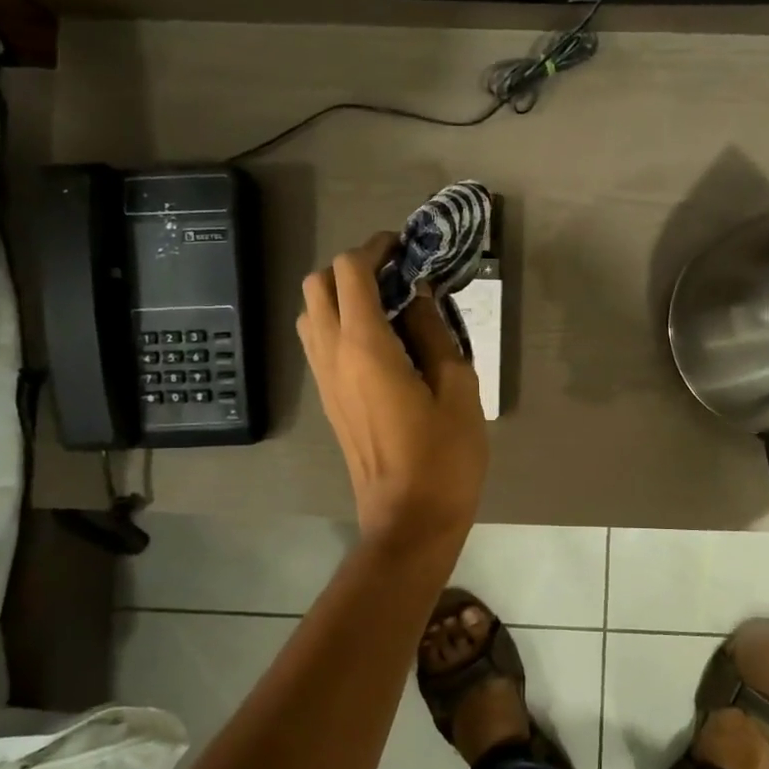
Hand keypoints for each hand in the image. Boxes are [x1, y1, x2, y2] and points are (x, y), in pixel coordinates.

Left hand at [298, 234, 487, 544]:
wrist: (408, 520)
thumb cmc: (444, 456)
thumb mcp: (457, 387)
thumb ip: (434, 331)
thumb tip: (419, 295)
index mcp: (365, 347)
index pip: (351, 271)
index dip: (377, 248)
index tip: (407, 249)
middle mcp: (333, 355)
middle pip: (318, 284)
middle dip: (353, 267)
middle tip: (397, 275)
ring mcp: (324, 379)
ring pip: (311, 312)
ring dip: (342, 295)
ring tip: (389, 306)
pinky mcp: (327, 398)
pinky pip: (319, 341)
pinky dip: (339, 322)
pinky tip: (381, 340)